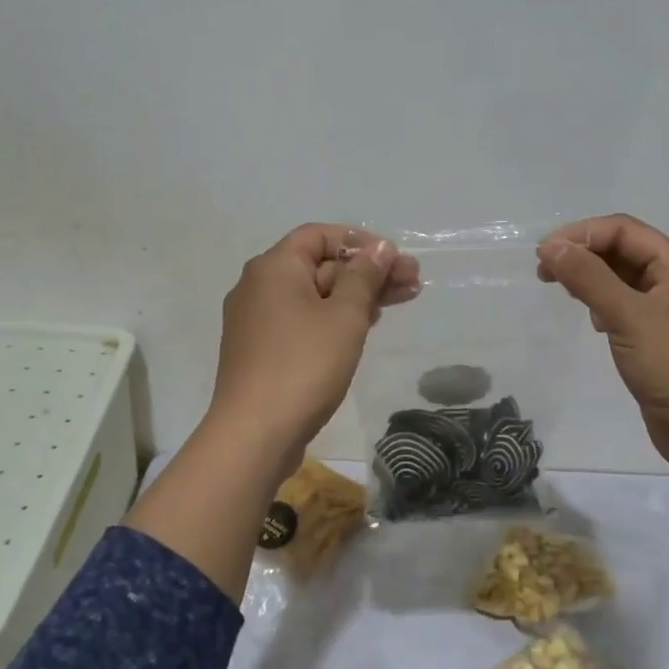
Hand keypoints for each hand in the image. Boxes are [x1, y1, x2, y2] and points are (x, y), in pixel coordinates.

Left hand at [207, 224, 420, 466]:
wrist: (255, 433)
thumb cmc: (304, 365)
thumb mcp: (345, 316)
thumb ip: (365, 276)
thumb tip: (380, 247)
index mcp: (274, 267)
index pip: (319, 235)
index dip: (359, 241)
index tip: (394, 258)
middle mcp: (258, 286)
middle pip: (319, 265)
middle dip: (366, 271)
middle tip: (413, 283)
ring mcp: (256, 320)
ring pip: (313, 295)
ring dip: (355, 296)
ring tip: (399, 302)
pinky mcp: (260, 350)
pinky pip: (301, 320)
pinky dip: (332, 318)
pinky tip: (363, 327)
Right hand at [537, 214, 668, 471]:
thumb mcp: (629, 315)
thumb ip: (589, 277)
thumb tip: (552, 246)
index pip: (625, 230)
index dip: (582, 234)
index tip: (544, 253)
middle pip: (625, 251)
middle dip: (584, 255)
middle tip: (544, 272)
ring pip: (625, 280)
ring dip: (592, 279)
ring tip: (562, 291)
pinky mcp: (665, 340)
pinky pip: (629, 307)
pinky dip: (605, 305)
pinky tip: (593, 321)